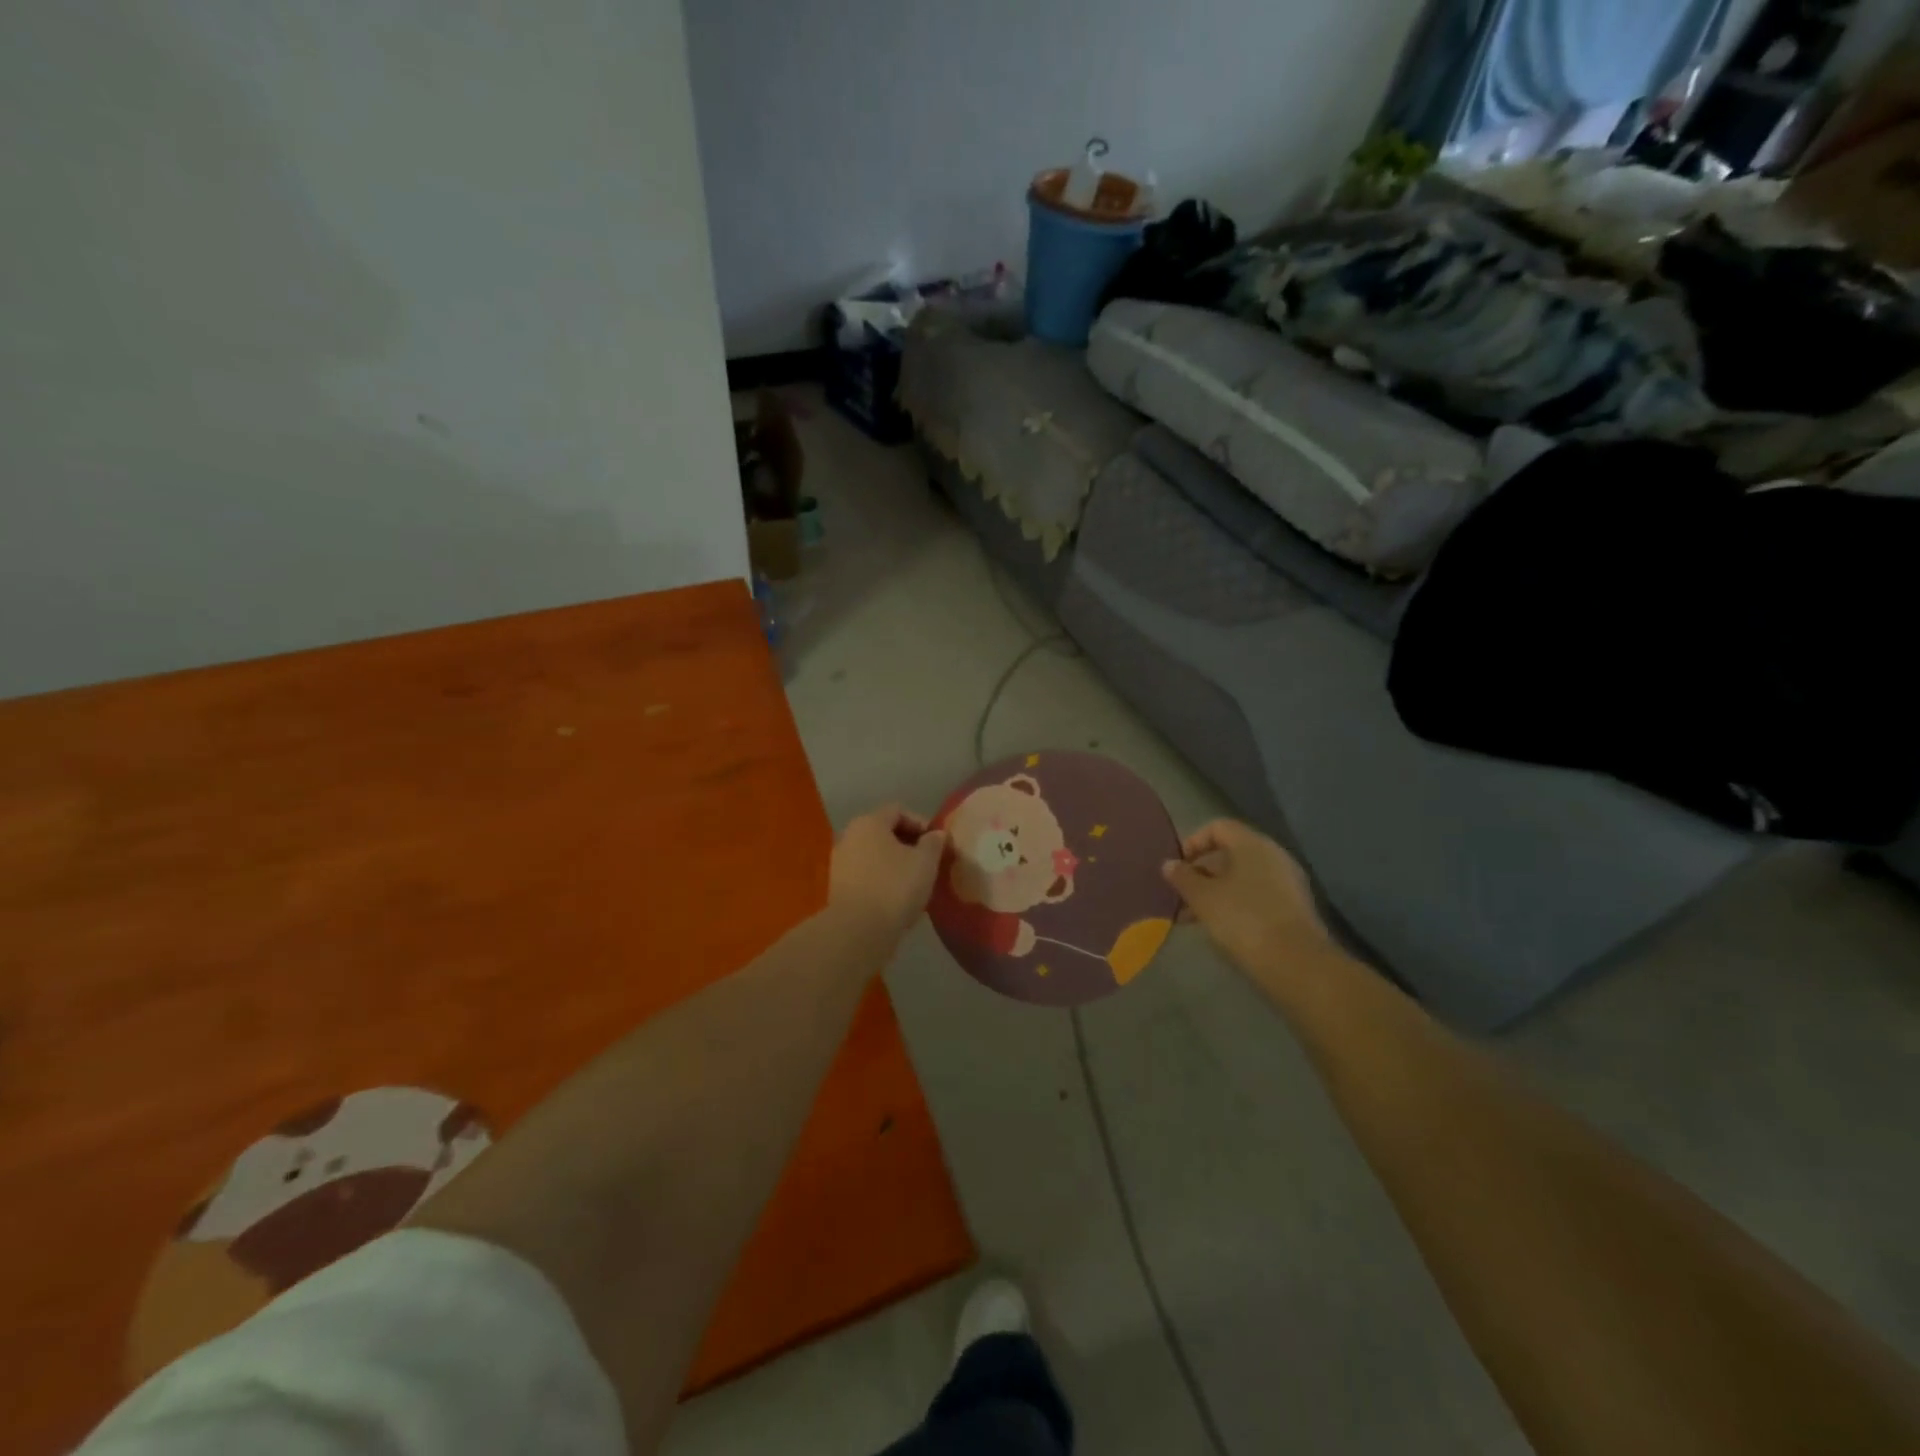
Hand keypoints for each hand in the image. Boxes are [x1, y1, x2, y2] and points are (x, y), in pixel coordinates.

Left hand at [828, 805, 948, 943]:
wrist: (858, 931)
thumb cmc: (895, 887)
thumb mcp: (925, 862)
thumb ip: (933, 843)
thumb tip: (936, 834)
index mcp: (869, 822)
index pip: (898, 811)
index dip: (921, 823)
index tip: (936, 843)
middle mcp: (849, 836)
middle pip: (883, 831)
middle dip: (908, 843)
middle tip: (928, 862)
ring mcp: (840, 862)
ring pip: (874, 854)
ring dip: (894, 863)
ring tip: (914, 882)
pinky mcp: (837, 887)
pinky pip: (865, 874)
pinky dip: (881, 879)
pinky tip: (896, 897)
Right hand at [1162, 820, 1330, 979]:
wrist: (1297, 965)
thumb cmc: (1243, 920)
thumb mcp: (1203, 898)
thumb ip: (1183, 878)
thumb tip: (1169, 864)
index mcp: (1252, 844)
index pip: (1218, 827)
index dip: (1193, 842)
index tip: (1177, 867)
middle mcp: (1273, 856)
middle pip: (1230, 853)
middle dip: (1201, 873)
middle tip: (1181, 895)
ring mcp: (1287, 882)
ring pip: (1242, 878)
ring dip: (1216, 892)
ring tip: (1193, 917)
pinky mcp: (1293, 908)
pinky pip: (1256, 895)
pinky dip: (1235, 904)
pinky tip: (1220, 928)